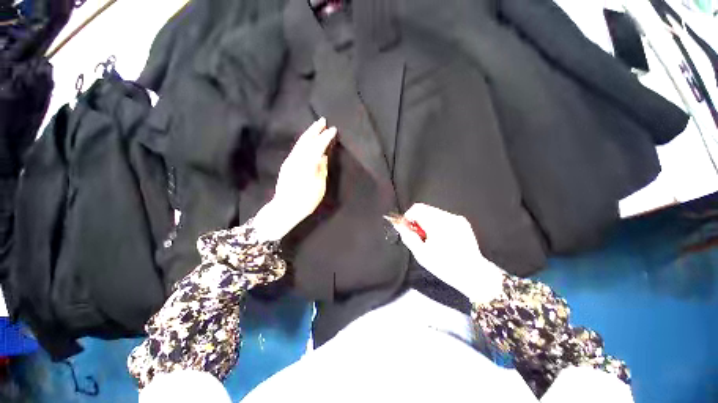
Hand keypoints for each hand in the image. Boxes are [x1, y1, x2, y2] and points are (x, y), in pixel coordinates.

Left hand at [253, 118, 336, 240]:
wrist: (285, 208)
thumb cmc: (306, 200)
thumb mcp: (319, 186)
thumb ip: (321, 169)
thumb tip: (322, 156)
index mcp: (307, 164)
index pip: (318, 146)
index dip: (326, 137)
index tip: (333, 129)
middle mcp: (296, 159)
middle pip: (306, 140)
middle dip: (314, 129)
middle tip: (322, 120)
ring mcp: (290, 161)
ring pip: (300, 143)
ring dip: (308, 133)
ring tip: (316, 127)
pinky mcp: (286, 164)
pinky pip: (297, 148)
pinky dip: (303, 141)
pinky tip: (307, 141)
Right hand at [389, 203, 504, 303]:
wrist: (473, 274)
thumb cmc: (445, 266)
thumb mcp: (421, 254)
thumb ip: (408, 236)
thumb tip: (398, 224)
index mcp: (437, 224)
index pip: (417, 208)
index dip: (408, 216)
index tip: (407, 227)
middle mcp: (448, 217)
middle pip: (425, 208)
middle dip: (417, 219)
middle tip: (417, 234)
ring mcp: (456, 218)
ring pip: (433, 212)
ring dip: (426, 221)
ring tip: (429, 237)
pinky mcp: (462, 221)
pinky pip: (443, 216)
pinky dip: (436, 223)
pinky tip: (439, 237)